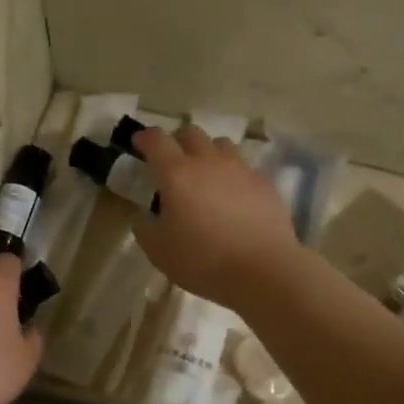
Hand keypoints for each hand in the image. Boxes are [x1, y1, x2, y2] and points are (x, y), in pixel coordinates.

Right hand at [129, 127, 304, 311]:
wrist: (263, 270)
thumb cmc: (203, 260)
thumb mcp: (159, 251)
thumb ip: (145, 229)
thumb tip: (143, 218)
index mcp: (177, 174)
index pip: (156, 140)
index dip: (145, 137)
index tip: (138, 143)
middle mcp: (208, 162)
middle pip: (191, 133)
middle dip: (177, 140)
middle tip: (171, 159)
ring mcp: (240, 170)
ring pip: (221, 145)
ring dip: (207, 152)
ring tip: (205, 173)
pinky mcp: (264, 184)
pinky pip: (243, 168)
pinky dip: (232, 175)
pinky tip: (233, 196)